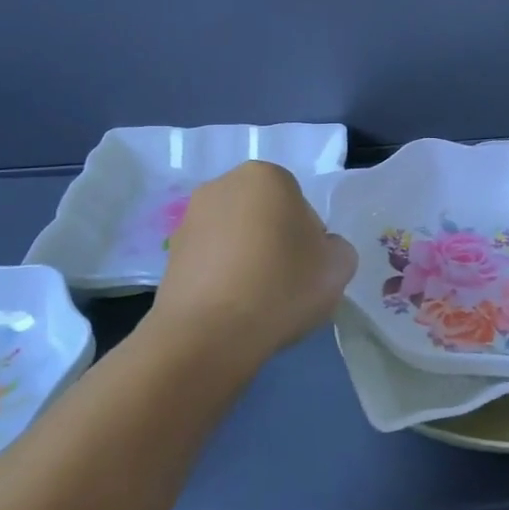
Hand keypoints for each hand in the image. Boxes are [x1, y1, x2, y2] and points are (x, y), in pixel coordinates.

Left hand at [147, 162, 356, 370]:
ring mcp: (189, 219)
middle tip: (286, 282)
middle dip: (275, 242)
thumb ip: (335, 247)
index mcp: (266, 175)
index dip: (309, 238)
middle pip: (265, 215)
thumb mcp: (339, 265)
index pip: (300, 204)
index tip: (309, 268)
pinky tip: (231, 309)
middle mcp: (222, 186)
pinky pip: (211, 262)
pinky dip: (222, 279)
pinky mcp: (169, 255)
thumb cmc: (282, 286)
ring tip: (256, 301)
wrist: (208, 334)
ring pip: (235, 238)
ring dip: (246, 260)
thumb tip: (316, 251)